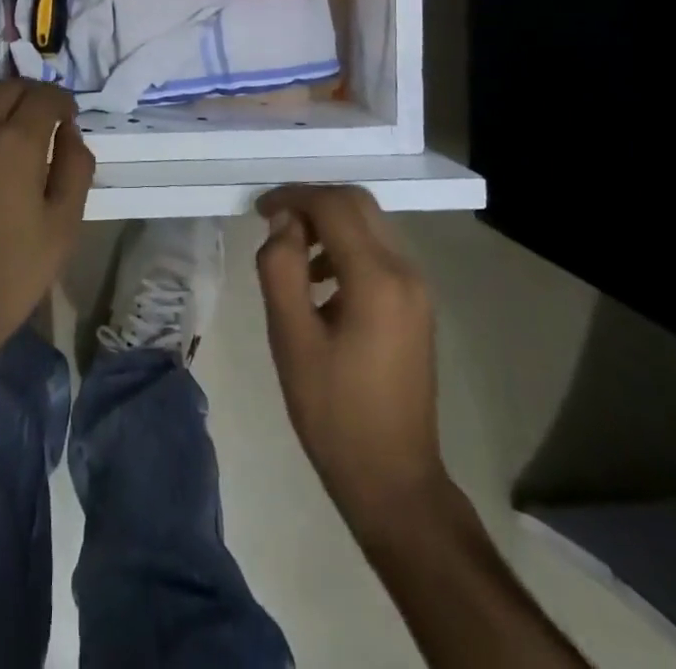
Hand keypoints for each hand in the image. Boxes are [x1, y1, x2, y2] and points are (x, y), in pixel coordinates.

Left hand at [0, 80, 94, 355]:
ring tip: (10, 131)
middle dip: (33, 96)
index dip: (63, 101)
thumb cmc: (11, 271)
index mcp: (17, 141)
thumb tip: (70, 135)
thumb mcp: (63, 226)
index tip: (70, 119)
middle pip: (8, 88)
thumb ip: (76, 170)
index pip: (45, 96)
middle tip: (45, 121)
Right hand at [255, 185, 447, 531]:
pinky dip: (346, 246)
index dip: (293, 196)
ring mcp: (417, 287)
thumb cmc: (334, 411)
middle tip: (273, 222)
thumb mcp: (291, 338)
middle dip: (312, 201)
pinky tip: (320, 282)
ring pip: (370, 224)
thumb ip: (281, 268)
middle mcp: (405, 271)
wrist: (394, 480)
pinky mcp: (417, 304)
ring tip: (291, 253)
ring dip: (329, 222)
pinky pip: (379, 251)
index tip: (258, 211)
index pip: (334, 204)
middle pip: (358, 204)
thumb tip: (283, 222)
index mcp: (377, 278)